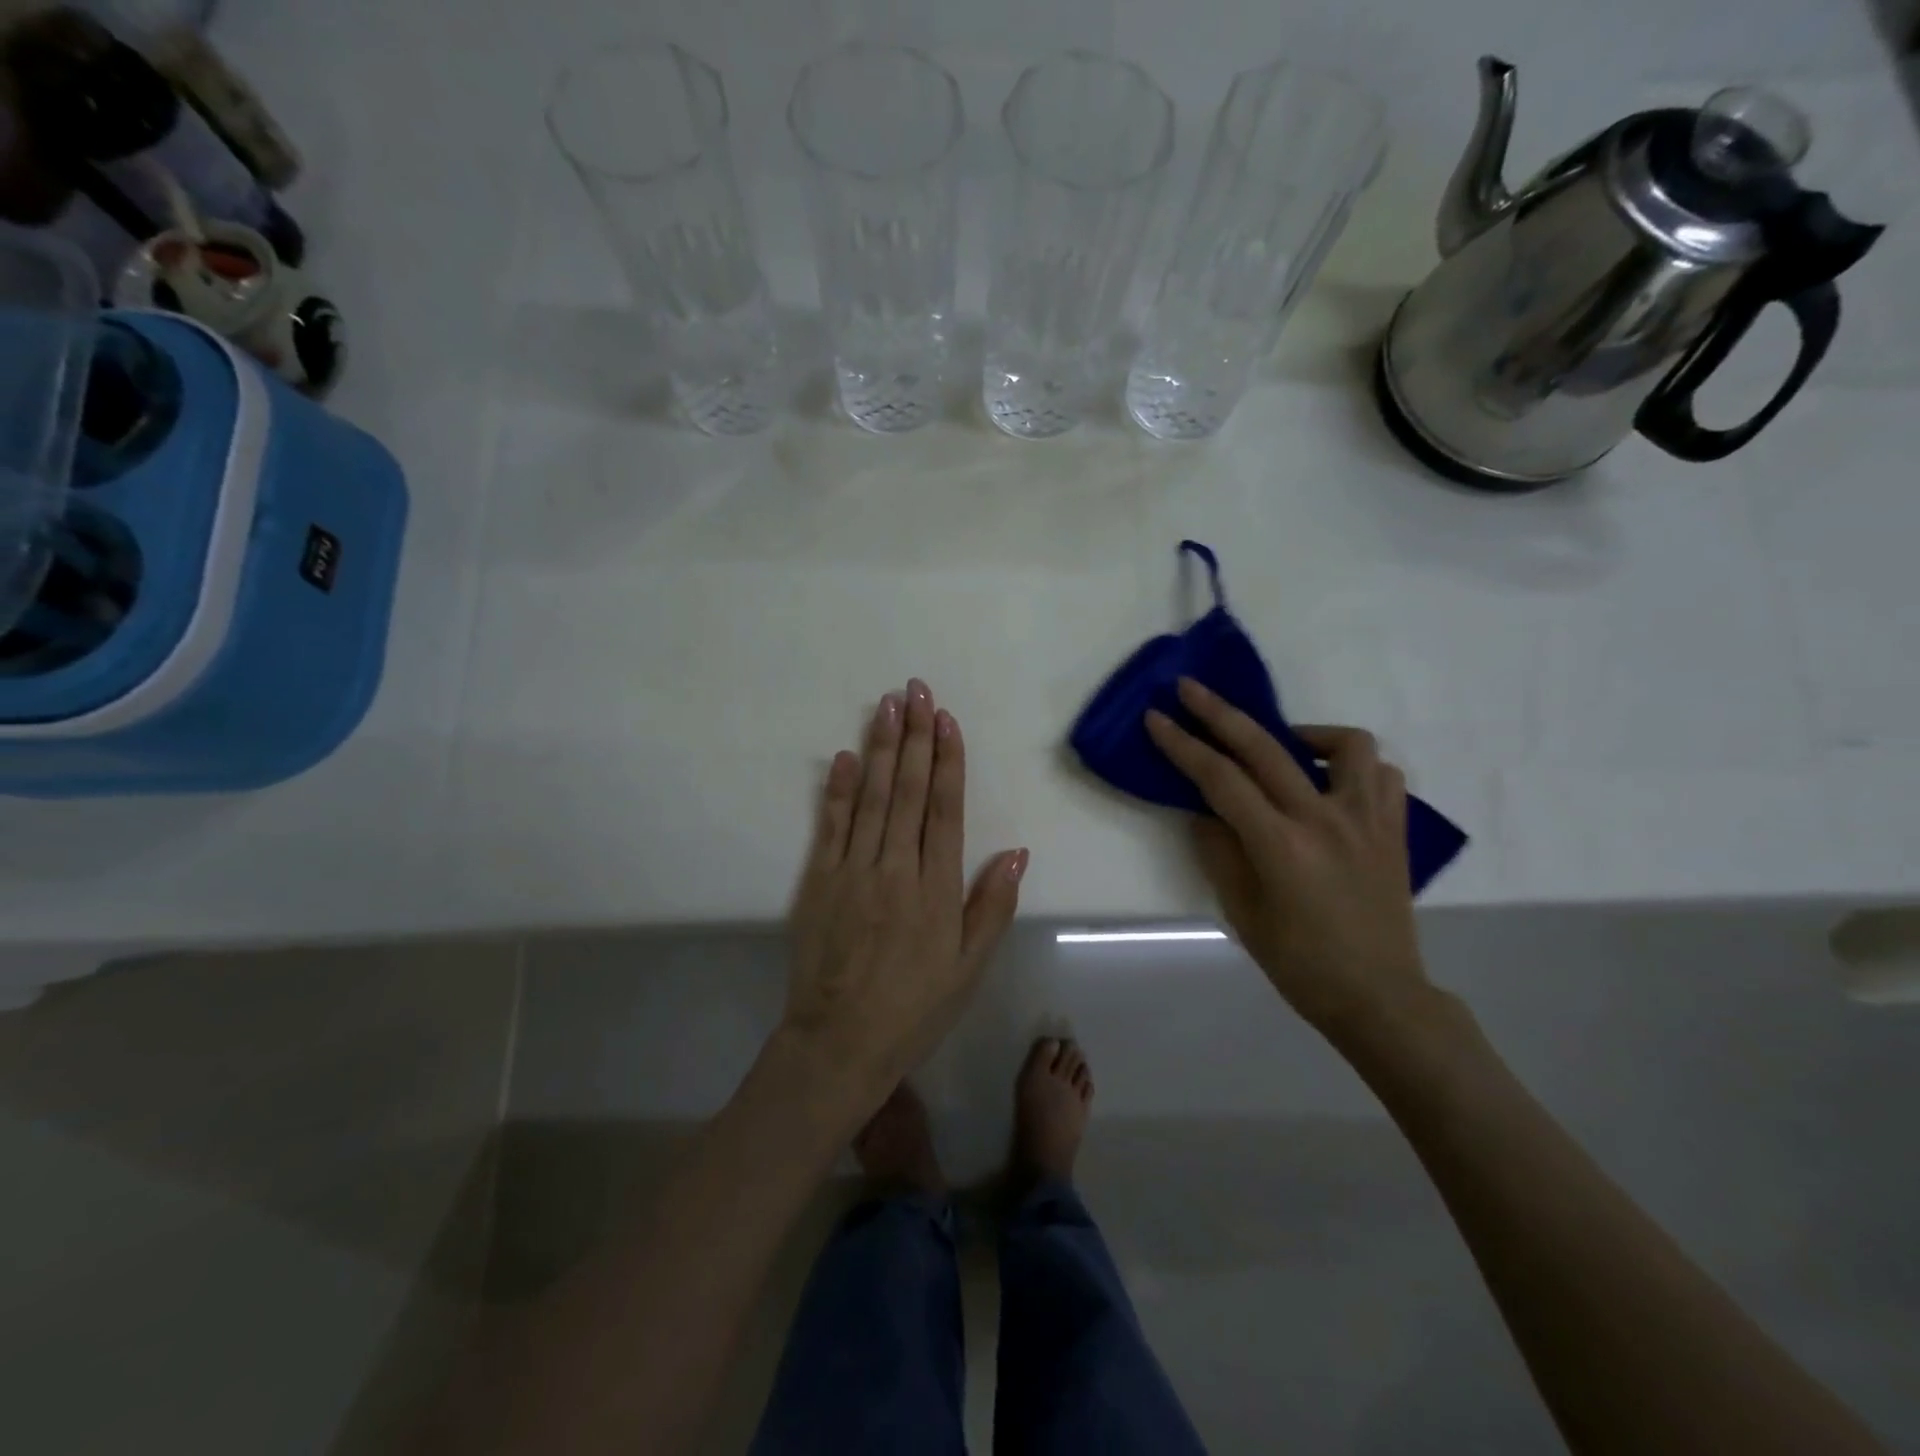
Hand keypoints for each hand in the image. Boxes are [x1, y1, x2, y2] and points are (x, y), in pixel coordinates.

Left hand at [787, 680, 1027, 1106]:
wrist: (839, 1043)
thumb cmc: (914, 1007)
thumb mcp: (969, 968)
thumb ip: (992, 907)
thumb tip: (1018, 852)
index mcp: (936, 888)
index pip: (944, 809)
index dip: (947, 761)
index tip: (946, 720)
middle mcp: (896, 868)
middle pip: (906, 791)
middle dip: (914, 737)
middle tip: (916, 690)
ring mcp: (853, 871)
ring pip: (869, 798)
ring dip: (879, 749)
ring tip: (886, 706)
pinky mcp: (818, 881)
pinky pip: (829, 826)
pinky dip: (836, 789)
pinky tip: (843, 756)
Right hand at [1145, 678, 1428, 1039]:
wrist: (1379, 996)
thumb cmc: (1300, 964)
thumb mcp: (1242, 912)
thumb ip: (1220, 852)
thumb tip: (1206, 812)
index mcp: (1281, 845)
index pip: (1220, 779)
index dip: (1183, 745)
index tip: (1156, 717)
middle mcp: (1325, 819)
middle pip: (1265, 747)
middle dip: (1219, 713)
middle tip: (1190, 689)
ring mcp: (1366, 820)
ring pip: (1344, 744)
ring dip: (1305, 733)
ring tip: (1285, 747)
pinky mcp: (1394, 829)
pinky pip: (1381, 775)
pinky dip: (1352, 766)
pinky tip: (1330, 782)